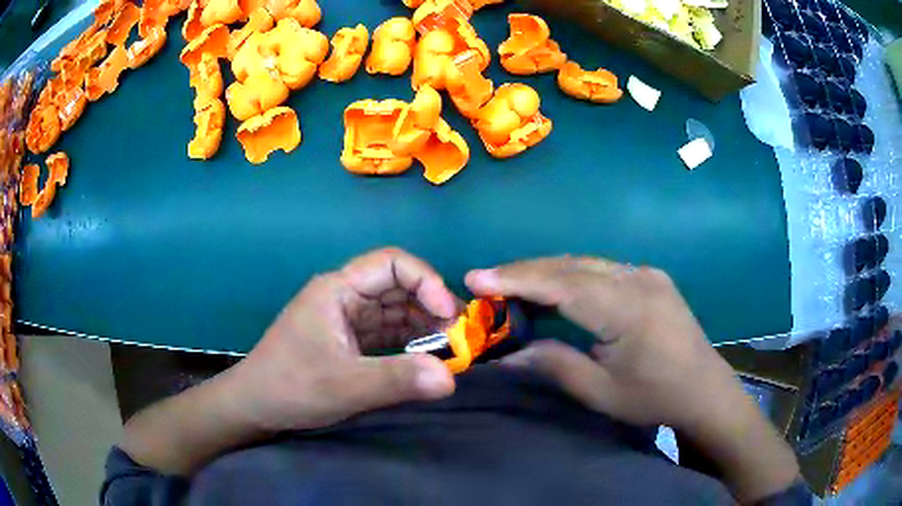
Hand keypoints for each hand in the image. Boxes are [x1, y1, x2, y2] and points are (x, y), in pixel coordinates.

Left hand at [226, 248, 458, 432]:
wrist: (255, 406)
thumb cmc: (291, 388)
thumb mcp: (345, 386)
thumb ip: (398, 380)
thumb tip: (452, 378)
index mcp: (337, 290)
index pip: (392, 263)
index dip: (427, 282)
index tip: (449, 315)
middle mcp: (344, 296)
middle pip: (398, 285)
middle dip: (432, 305)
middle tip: (461, 336)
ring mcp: (347, 318)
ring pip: (396, 309)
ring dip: (425, 325)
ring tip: (452, 348)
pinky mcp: (349, 339)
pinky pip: (388, 331)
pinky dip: (411, 341)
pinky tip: (429, 356)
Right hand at [465, 257, 799, 502]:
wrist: (706, 390)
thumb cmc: (655, 397)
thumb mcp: (601, 392)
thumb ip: (554, 364)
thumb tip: (507, 354)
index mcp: (628, 308)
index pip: (562, 283)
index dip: (516, 279)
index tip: (476, 278)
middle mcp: (638, 278)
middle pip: (571, 265)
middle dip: (524, 271)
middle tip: (484, 281)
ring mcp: (647, 274)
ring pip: (585, 262)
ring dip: (546, 271)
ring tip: (510, 284)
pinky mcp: (650, 278)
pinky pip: (601, 269)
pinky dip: (570, 275)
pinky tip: (554, 288)